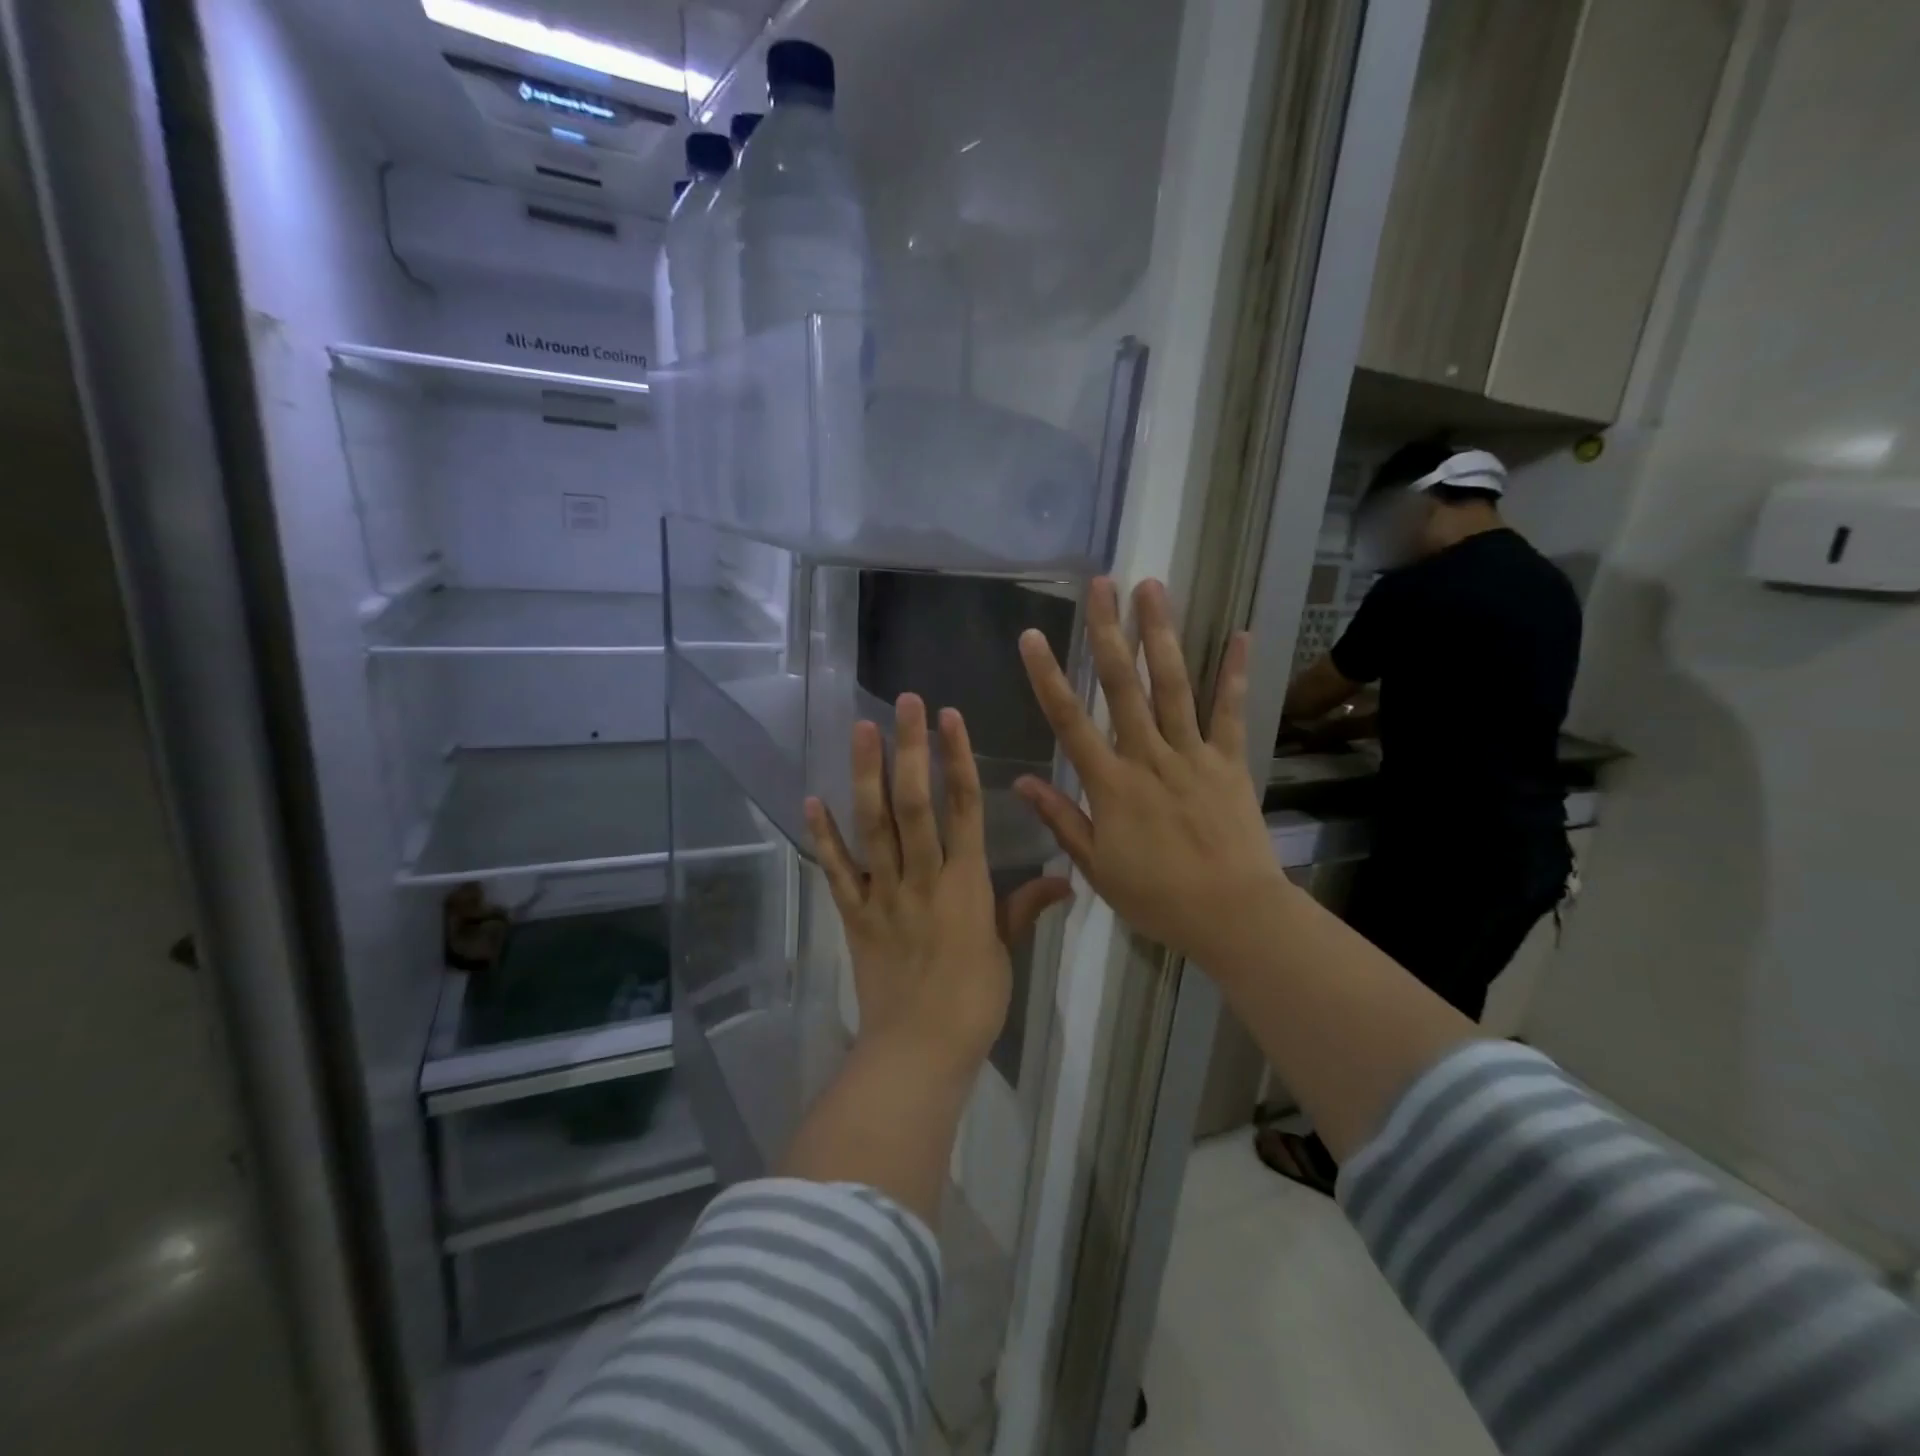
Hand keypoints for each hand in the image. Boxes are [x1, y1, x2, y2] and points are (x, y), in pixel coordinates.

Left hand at [805, 693, 1071, 1077]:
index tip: (950, 718)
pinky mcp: (854, 915)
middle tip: (904, 703)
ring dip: (866, 775)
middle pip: (916, 803)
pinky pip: (837, 871)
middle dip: (912, 749)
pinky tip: (812, 800)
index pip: (965, 808)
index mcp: (966, 884)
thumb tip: (1065, 877)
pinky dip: (824, 837)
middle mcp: (923, 877)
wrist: (919, 1051)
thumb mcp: (1005, 952)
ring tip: (861, 730)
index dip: (959, 759)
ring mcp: (883, 894)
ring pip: (874, 826)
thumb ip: (1026, 907)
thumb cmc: (974, 1002)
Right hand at [1015, 578, 1290, 976]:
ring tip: (1152, 587)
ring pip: (1172, 685)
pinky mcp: (1230, 762)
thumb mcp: (1096, 867)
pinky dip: (1234, 673)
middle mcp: (1149, 757)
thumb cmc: (1157, 897)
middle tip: (1100, 584)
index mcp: (1110, 784)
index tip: (1031, 636)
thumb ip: (1061, 818)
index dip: (1048, 677)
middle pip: (1123, 686)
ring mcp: (1193, 755)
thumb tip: (1021, 782)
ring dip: (1161, 634)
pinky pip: (1231, 712)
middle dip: (1108, 632)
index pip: (1070, 721)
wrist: (1233, 915)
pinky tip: (1238, 633)